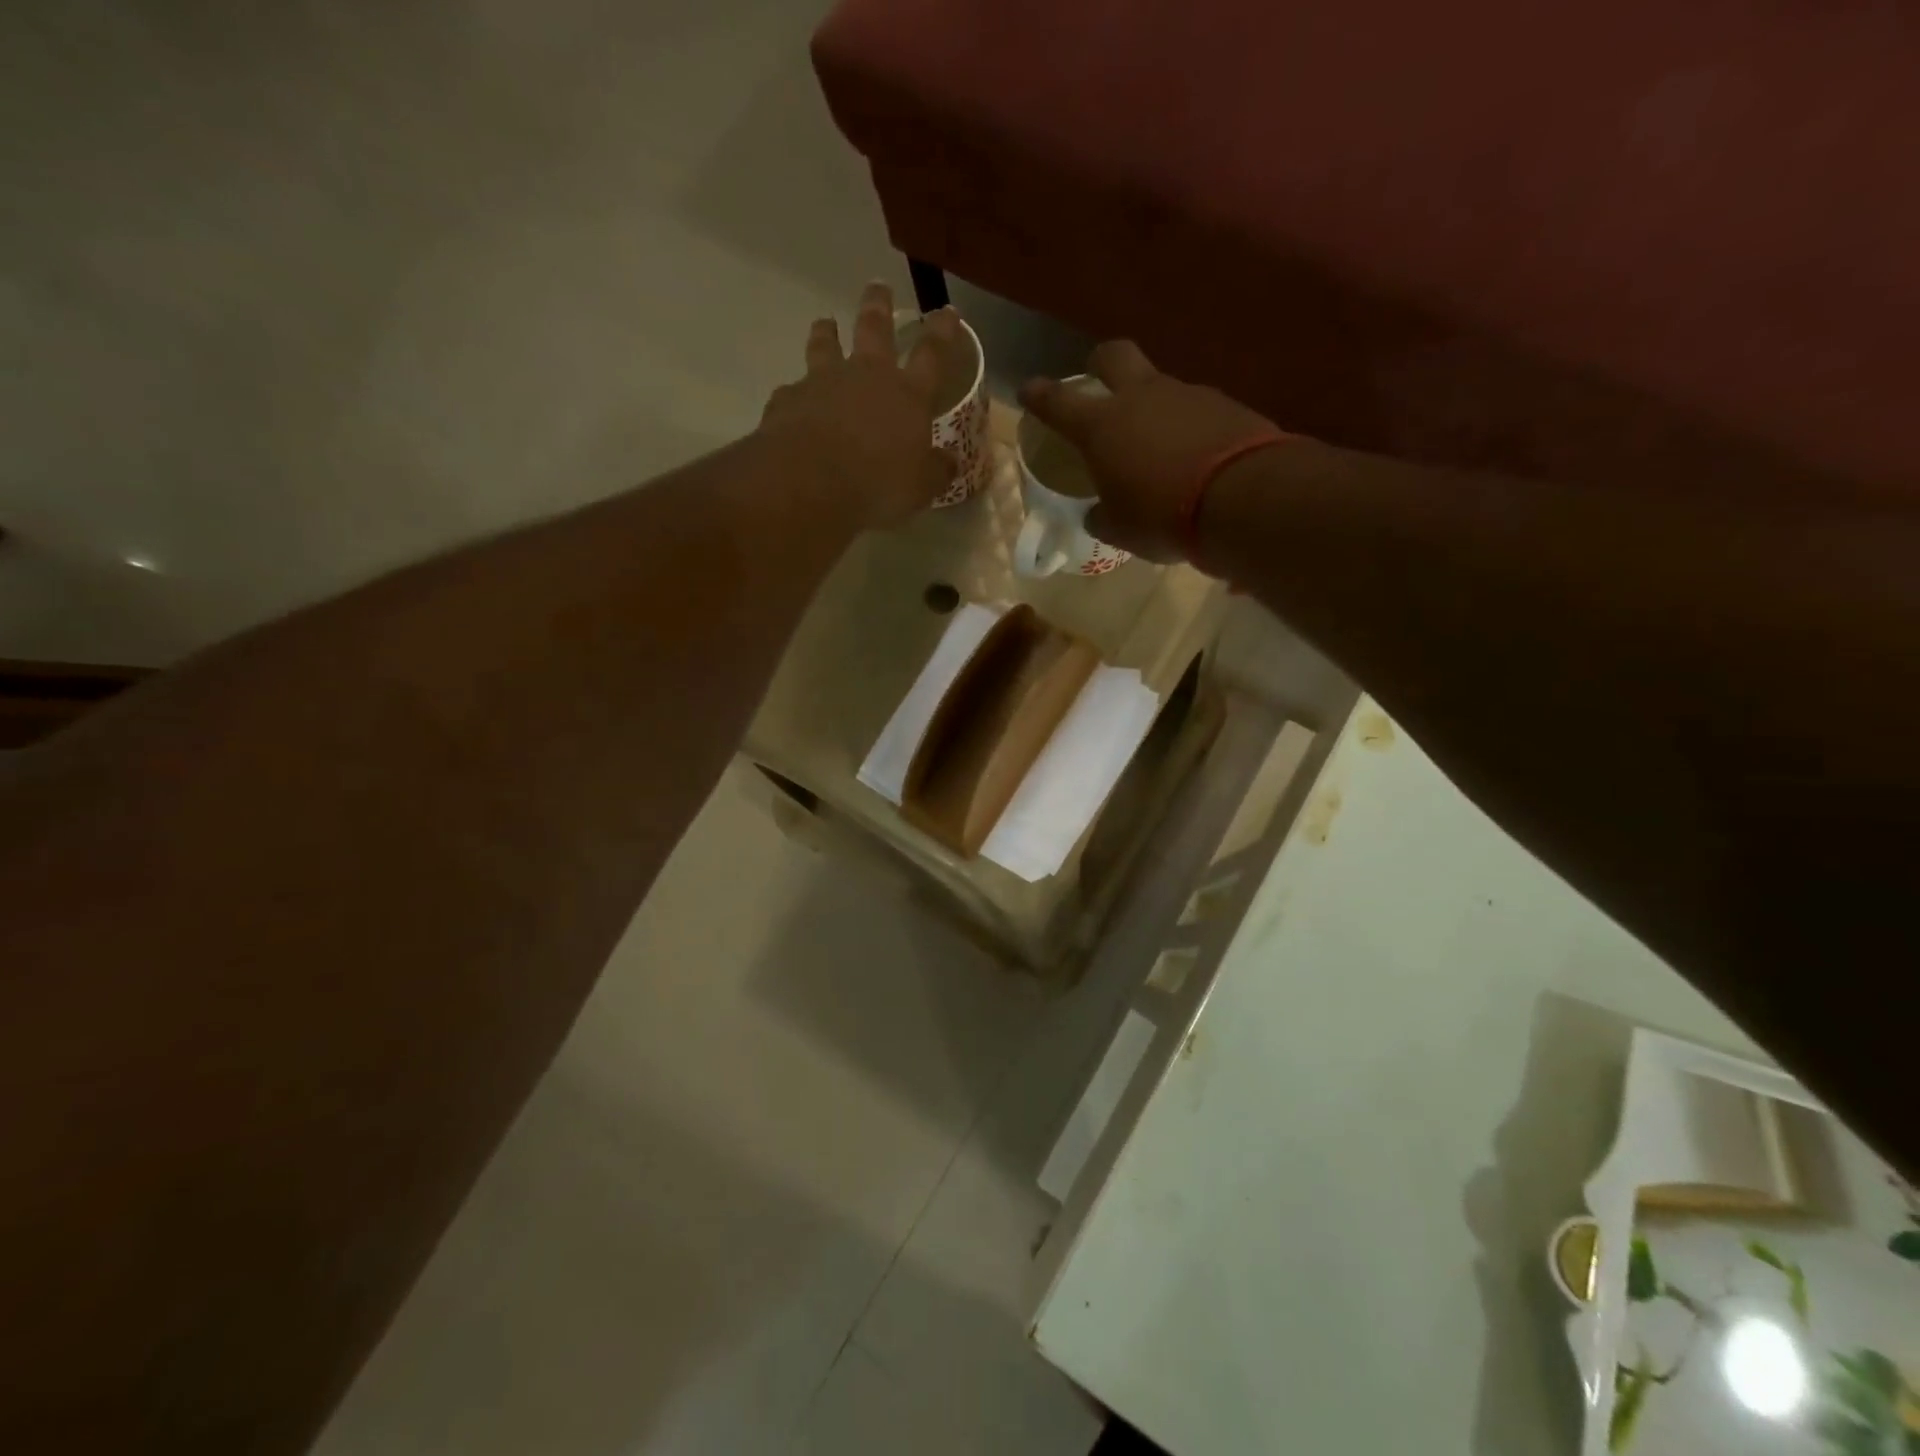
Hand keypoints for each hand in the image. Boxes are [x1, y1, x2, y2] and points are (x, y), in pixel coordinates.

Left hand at [759, 282, 957, 529]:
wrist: (810, 482)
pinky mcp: (788, 399)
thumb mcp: (920, 487)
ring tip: (825, 322)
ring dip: (826, 332)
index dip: (941, 332)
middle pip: (874, 329)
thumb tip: (949, 462)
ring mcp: (823, 383)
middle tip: (878, 286)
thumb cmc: (878, 484)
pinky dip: (796, 392)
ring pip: (825, 345)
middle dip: (879, 306)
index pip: (931, 354)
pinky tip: (792, 398)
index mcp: (907, 395)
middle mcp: (866, 377)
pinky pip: (793, 390)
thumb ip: (935, 471)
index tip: (946, 311)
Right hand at [1019, 342, 1283, 561]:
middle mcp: (1141, 398)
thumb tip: (1098, 513)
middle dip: (1100, 365)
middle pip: (1114, 356)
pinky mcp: (1225, 405)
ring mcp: (1186, 395)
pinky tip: (1194, 456)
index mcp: (1101, 426)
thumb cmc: (1161, 516)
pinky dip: (1187, 427)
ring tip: (1157, 445)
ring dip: (1152, 406)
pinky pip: (1195, 409)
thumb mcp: (1120, 529)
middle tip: (1098, 383)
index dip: (1039, 396)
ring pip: (1159, 385)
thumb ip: (1103, 516)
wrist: (1242, 499)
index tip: (1028, 390)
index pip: (1058, 402)